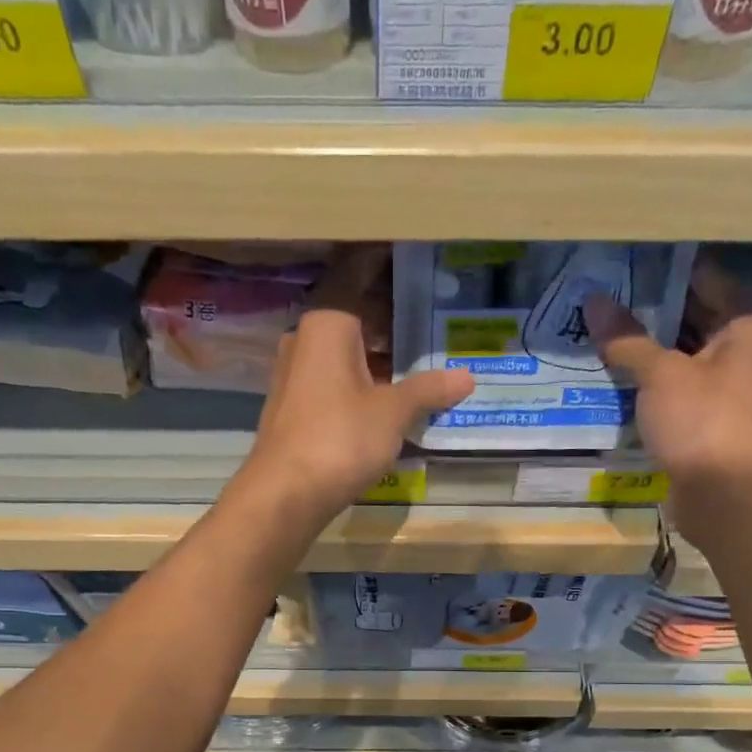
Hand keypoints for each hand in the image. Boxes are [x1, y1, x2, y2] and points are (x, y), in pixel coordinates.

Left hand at [243, 247, 473, 518]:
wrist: (285, 494)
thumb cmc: (340, 438)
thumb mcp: (392, 412)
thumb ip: (428, 390)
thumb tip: (467, 376)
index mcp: (327, 323)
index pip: (357, 275)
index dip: (385, 264)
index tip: (415, 257)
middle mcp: (305, 340)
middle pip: (352, 315)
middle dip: (389, 317)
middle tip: (432, 315)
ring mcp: (295, 375)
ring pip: (343, 352)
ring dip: (376, 355)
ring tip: (418, 358)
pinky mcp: (294, 408)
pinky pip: (333, 381)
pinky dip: (360, 381)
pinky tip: (386, 396)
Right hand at [584, 265, 751, 489]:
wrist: (726, 497)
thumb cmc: (703, 422)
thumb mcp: (660, 374)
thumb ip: (626, 338)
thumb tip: (592, 301)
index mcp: (747, 320)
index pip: (703, 275)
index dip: (661, 268)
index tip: (620, 262)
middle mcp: (743, 345)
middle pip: (691, 313)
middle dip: (647, 307)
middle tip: (599, 293)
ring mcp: (726, 382)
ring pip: (680, 351)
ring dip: (644, 345)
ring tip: (597, 327)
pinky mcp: (708, 414)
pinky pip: (675, 383)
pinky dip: (649, 377)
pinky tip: (613, 370)